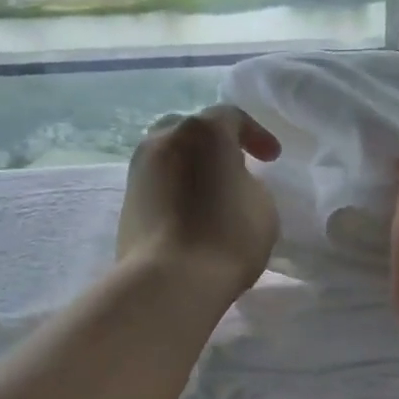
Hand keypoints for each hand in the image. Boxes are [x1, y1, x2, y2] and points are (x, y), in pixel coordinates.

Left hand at [118, 104, 281, 298]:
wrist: (169, 280)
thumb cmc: (226, 236)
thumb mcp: (263, 206)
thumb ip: (249, 183)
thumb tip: (230, 183)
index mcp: (202, 131)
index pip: (232, 118)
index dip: (256, 135)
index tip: (272, 159)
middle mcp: (164, 139)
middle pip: (192, 130)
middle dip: (215, 145)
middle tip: (235, 167)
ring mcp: (139, 169)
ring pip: (170, 155)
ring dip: (191, 167)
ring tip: (210, 192)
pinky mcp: (127, 201)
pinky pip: (158, 183)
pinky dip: (176, 189)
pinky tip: (191, 212)